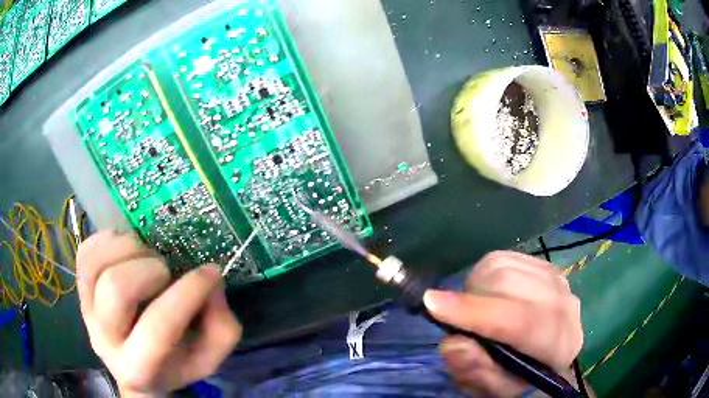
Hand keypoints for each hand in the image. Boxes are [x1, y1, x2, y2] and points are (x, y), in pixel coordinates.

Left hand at [76, 231, 241, 396]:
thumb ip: (220, 330)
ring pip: (97, 262)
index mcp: (138, 368)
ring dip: (130, 249)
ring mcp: (86, 309)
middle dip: (150, 270)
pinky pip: (86, 249)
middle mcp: (104, 339)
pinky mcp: (79, 286)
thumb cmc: (171, 364)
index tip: (210, 273)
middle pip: (116, 288)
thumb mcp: (206, 360)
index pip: (157, 328)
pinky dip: (110, 240)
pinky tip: (127, 251)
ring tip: (146, 259)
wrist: (130, 366)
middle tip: (166, 272)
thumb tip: (212, 284)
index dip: (186, 295)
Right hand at [424, 251, 582, 397]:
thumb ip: (474, 371)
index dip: (474, 311)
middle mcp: (563, 305)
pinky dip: (486, 273)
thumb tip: (454, 342)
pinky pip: (505, 257)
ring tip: (476, 310)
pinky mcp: (545, 265)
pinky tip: (489, 294)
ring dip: (476, 286)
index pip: (518, 320)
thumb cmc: (517, 379)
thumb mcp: (490, 389)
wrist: (547, 358)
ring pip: (503, 265)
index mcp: (556, 345)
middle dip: (470, 299)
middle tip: (459, 320)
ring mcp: (557, 279)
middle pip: (508, 283)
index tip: (431, 303)